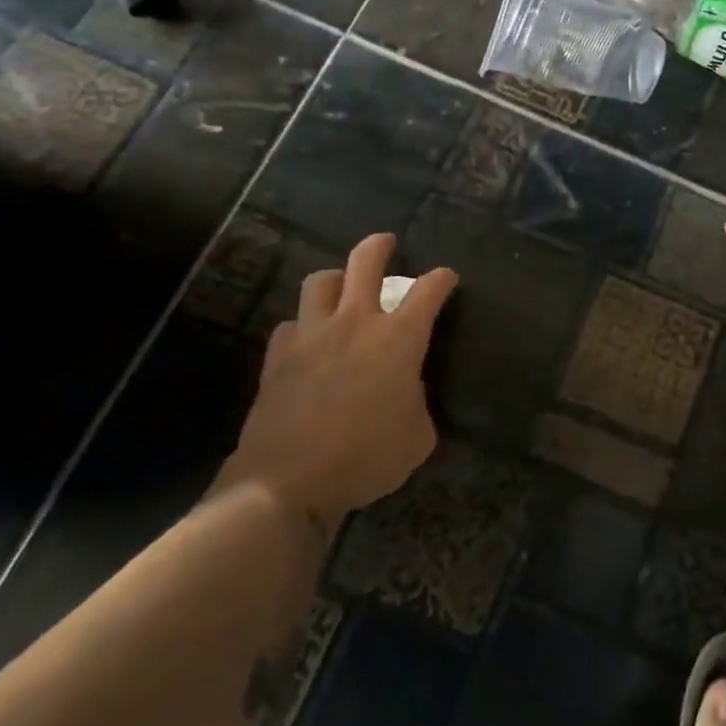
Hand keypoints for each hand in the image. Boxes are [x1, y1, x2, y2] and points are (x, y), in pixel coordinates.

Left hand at [216, 232, 456, 537]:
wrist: (288, 482)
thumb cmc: (366, 458)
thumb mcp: (418, 436)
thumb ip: (418, 402)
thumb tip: (407, 391)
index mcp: (399, 338)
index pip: (429, 290)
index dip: (442, 278)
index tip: (447, 278)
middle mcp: (356, 322)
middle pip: (366, 261)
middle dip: (380, 246)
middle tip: (387, 243)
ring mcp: (312, 335)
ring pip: (321, 281)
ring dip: (337, 279)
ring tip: (342, 287)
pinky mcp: (278, 356)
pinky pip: (290, 324)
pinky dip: (303, 326)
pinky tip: (307, 341)